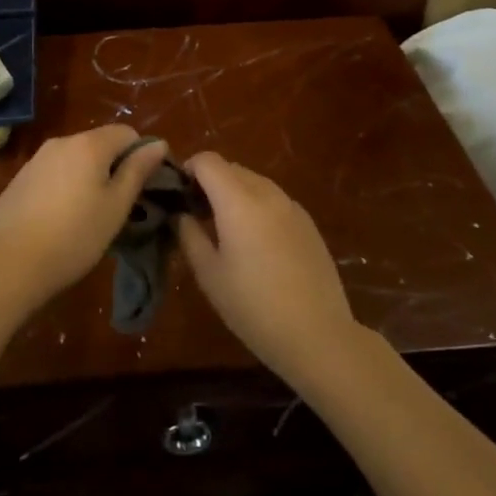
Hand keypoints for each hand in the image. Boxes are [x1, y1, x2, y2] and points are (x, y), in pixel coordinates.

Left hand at [0, 126, 166, 314]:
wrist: (10, 262)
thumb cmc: (75, 235)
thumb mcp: (116, 206)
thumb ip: (138, 170)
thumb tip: (158, 144)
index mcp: (89, 144)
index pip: (128, 133)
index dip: (141, 155)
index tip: (143, 188)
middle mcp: (62, 142)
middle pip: (100, 143)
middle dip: (114, 167)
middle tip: (118, 206)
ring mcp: (37, 159)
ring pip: (75, 159)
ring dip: (88, 177)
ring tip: (89, 216)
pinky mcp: (20, 179)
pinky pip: (54, 173)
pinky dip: (64, 186)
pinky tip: (60, 219)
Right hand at [176, 153, 361, 387]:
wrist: (317, 334)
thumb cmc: (253, 306)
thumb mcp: (209, 274)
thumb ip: (189, 235)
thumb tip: (180, 214)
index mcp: (238, 200)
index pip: (208, 160)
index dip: (188, 169)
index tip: (178, 194)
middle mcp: (266, 193)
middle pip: (231, 168)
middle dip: (210, 182)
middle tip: (197, 214)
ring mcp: (291, 206)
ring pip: (255, 182)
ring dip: (235, 193)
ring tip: (226, 229)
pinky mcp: (308, 223)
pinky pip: (274, 200)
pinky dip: (258, 206)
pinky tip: (257, 243)